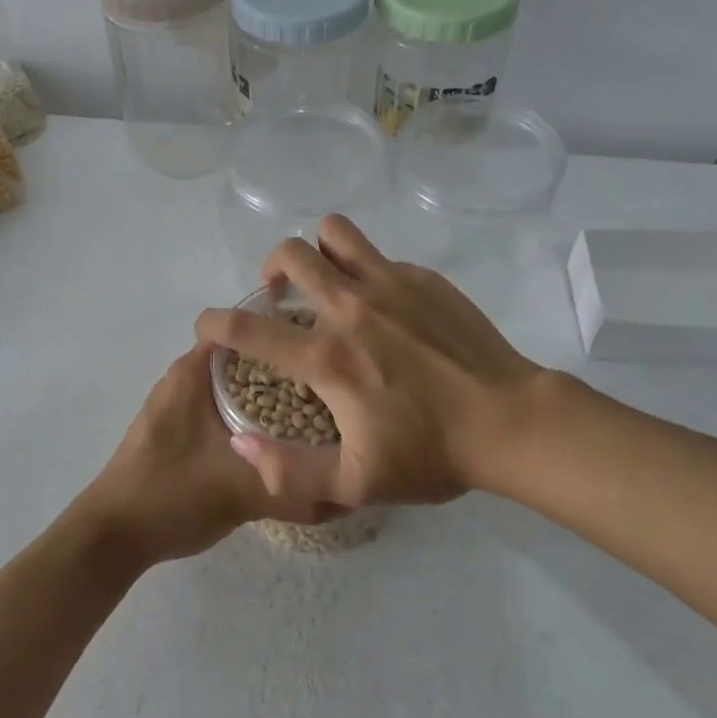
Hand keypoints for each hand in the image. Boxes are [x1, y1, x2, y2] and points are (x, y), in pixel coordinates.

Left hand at [79, 345, 339, 566]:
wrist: (112, 537)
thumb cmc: (172, 495)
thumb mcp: (242, 492)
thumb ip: (294, 486)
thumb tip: (347, 489)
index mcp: (194, 372)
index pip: (247, 329)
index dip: (286, 332)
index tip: (324, 347)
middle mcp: (183, 377)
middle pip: (244, 357)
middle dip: (284, 369)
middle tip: (329, 386)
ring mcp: (176, 403)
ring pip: (232, 386)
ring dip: (266, 396)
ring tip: (312, 412)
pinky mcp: (175, 428)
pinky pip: (220, 408)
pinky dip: (247, 416)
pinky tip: (275, 440)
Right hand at [195, 216, 573, 508]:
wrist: (510, 422)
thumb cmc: (431, 454)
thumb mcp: (357, 484)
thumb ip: (290, 471)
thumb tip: (241, 446)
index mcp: (328, 358)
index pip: (250, 329)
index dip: (215, 323)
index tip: (207, 324)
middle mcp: (351, 308)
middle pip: (290, 254)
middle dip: (269, 269)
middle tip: (279, 297)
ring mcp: (390, 284)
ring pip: (334, 233)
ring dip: (317, 250)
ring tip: (324, 280)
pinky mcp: (423, 278)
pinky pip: (377, 255)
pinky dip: (363, 270)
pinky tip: (382, 305)